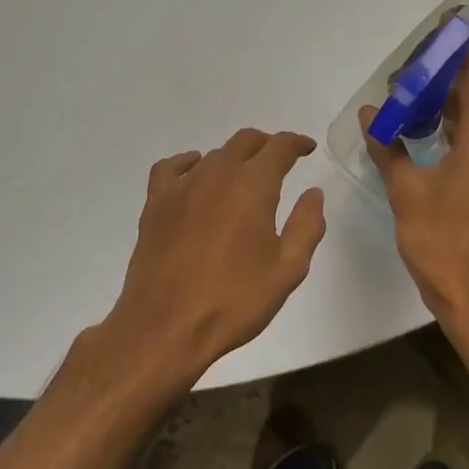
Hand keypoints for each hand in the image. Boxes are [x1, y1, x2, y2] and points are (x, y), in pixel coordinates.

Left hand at [91, 129, 326, 388]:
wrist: (165, 327)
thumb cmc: (234, 301)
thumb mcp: (288, 269)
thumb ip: (307, 225)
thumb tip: (313, 193)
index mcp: (253, 186)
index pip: (279, 146)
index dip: (296, 143)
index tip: (307, 149)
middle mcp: (216, 174)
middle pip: (245, 141)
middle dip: (267, 145)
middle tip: (280, 162)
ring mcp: (181, 187)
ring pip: (214, 154)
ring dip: (234, 158)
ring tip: (244, 178)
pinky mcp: (156, 204)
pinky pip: (173, 168)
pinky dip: (189, 163)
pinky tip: (195, 176)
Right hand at [363, 47, 468, 322]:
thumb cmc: (439, 240)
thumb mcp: (405, 191)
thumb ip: (388, 148)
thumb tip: (370, 114)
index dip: (461, 50)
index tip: (447, 26)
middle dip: (441, 81)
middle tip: (406, 74)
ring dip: (443, 108)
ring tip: (408, 99)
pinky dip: (449, 131)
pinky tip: (423, 133)